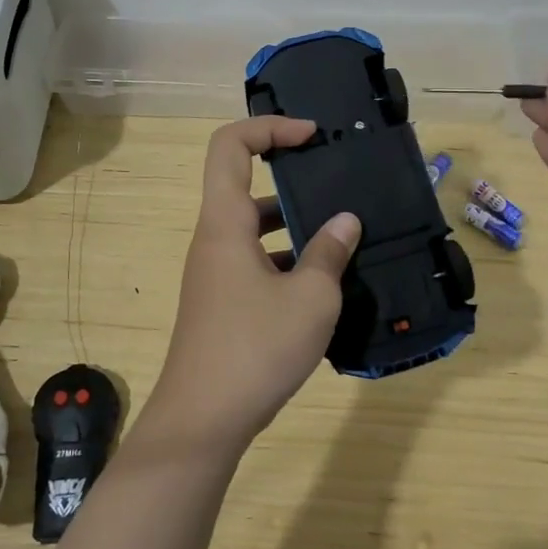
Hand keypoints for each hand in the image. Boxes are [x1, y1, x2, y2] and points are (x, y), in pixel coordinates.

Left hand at [147, 116, 361, 452]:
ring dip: (293, 224)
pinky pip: (255, 260)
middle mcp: (214, 239)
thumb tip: (345, 221)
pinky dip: (286, 260)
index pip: (231, 145)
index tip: (312, 135)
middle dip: (290, 176)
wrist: (202, 421)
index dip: (269, 127)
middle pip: (243, 183)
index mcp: (225, 222)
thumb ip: (329, 253)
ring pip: (253, 227)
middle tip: (336, 183)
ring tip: (343, 235)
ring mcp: (216, 272)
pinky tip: (324, 284)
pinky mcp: (222, 301)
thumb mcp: (309, 299)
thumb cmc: (254, 349)